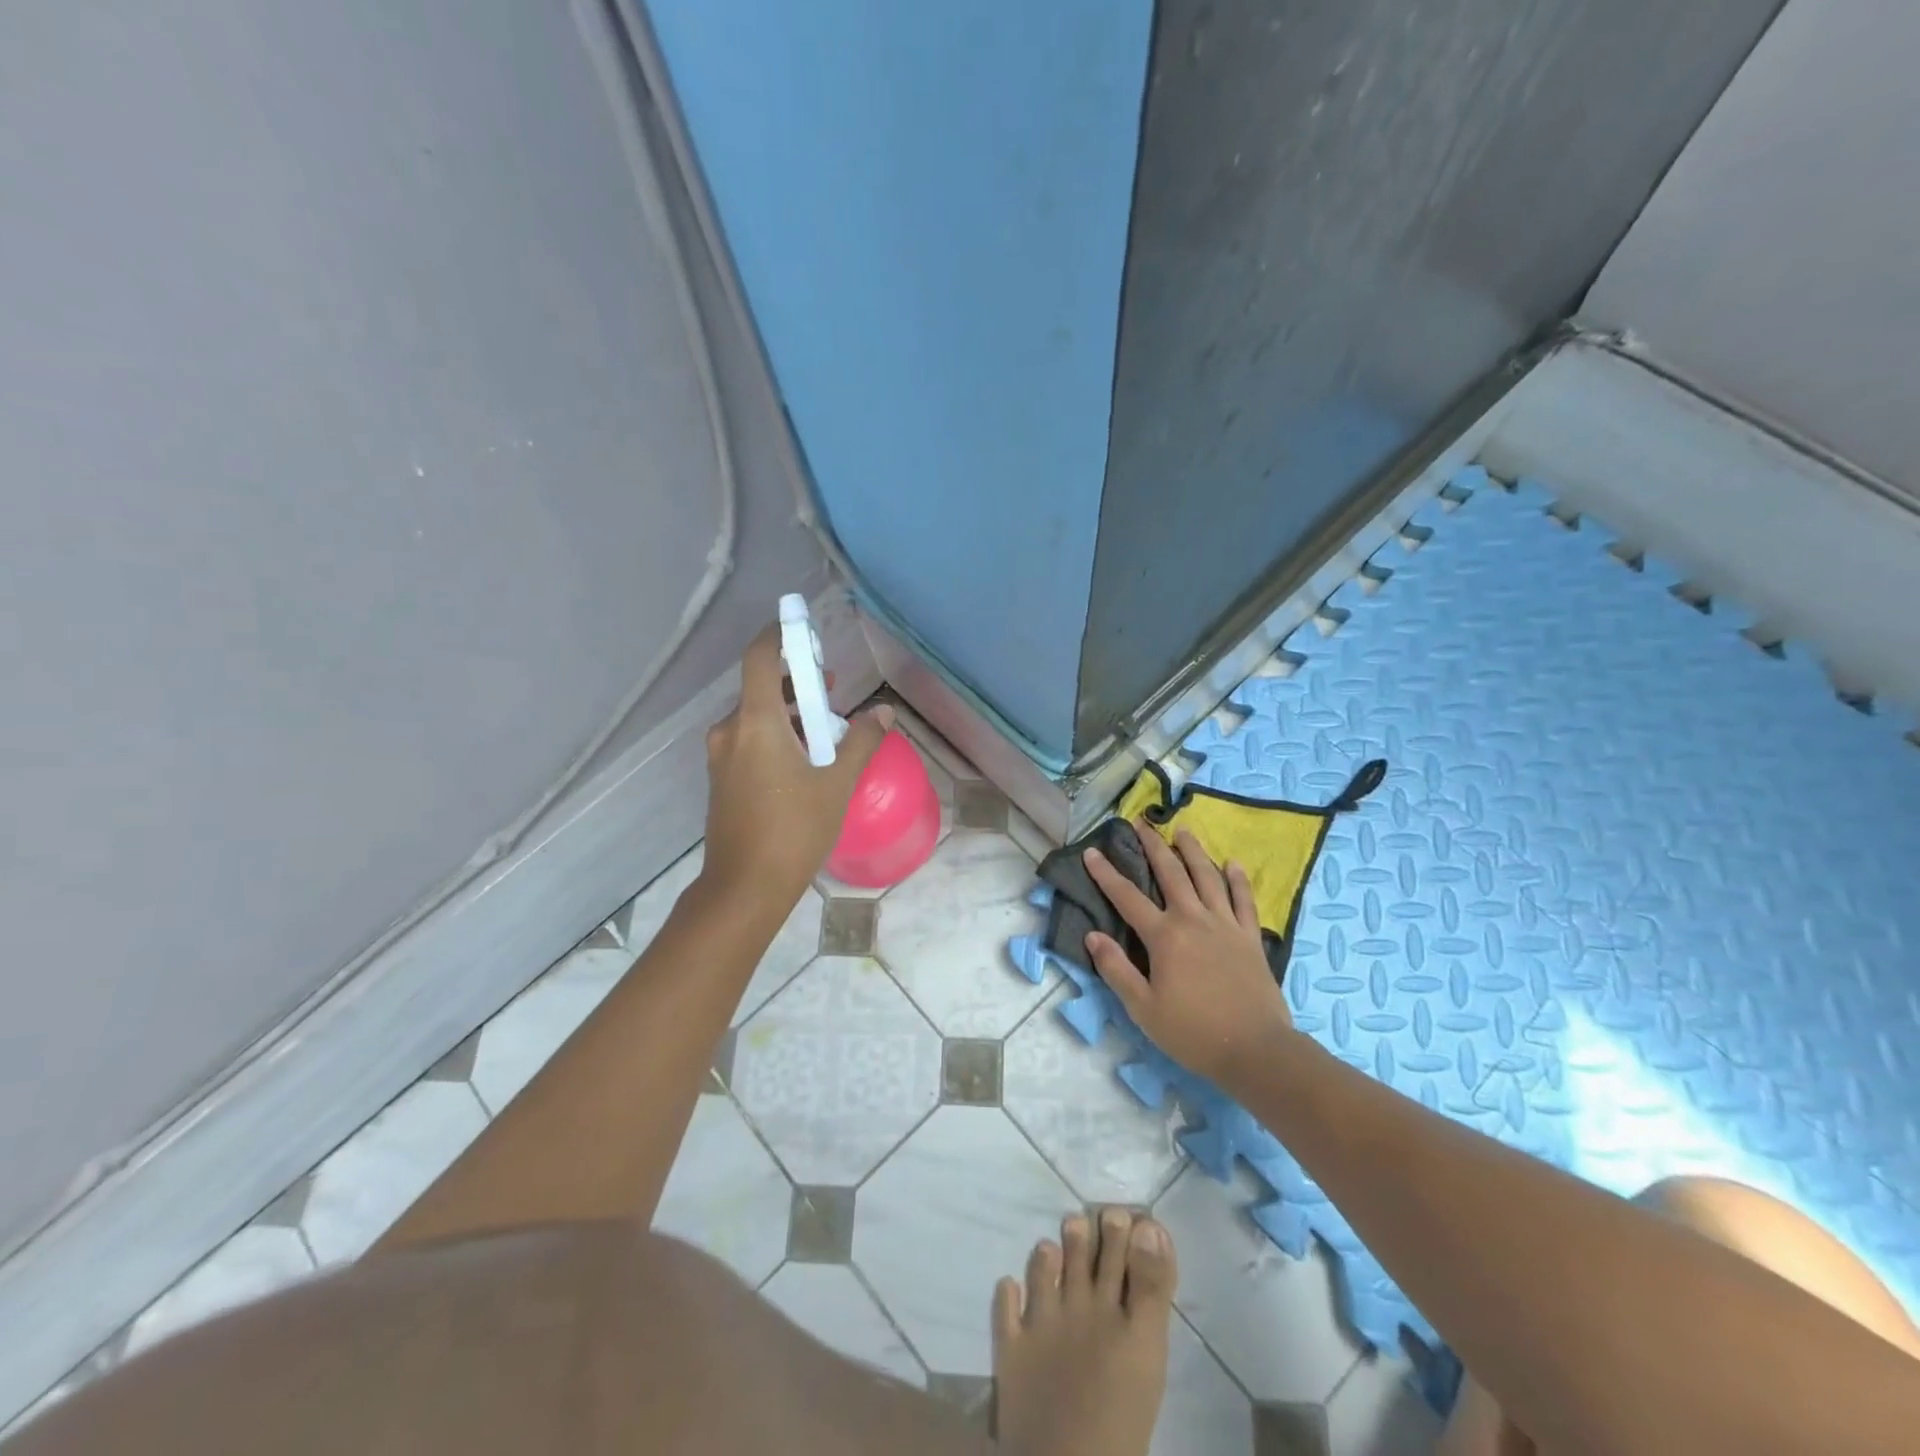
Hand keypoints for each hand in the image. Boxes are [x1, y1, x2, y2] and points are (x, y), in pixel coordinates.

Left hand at [701, 624, 891, 910]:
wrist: (744, 888)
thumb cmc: (794, 830)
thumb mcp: (837, 784)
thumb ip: (862, 742)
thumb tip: (883, 712)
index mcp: (756, 723)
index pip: (761, 658)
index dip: (780, 635)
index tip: (804, 628)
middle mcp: (731, 731)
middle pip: (763, 688)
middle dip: (800, 684)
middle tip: (834, 691)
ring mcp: (723, 756)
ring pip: (758, 717)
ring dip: (791, 714)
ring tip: (828, 732)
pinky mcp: (723, 778)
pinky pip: (751, 741)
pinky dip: (777, 736)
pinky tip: (805, 761)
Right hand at [1082, 821, 1295, 1086]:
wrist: (1256, 1050)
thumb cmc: (1193, 1032)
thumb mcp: (1143, 1008)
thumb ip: (1116, 969)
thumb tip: (1093, 934)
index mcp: (1164, 936)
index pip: (1127, 897)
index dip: (1106, 874)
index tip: (1092, 852)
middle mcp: (1193, 919)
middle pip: (1171, 872)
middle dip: (1153, 845)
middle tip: (1141, 823)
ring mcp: (1226, 925)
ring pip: (1207, 876)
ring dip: (1193, 850)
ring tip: (1183, 830)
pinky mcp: (1251, 937)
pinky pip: (1244, 900)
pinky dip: (1238, 879)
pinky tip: (1233, 864)